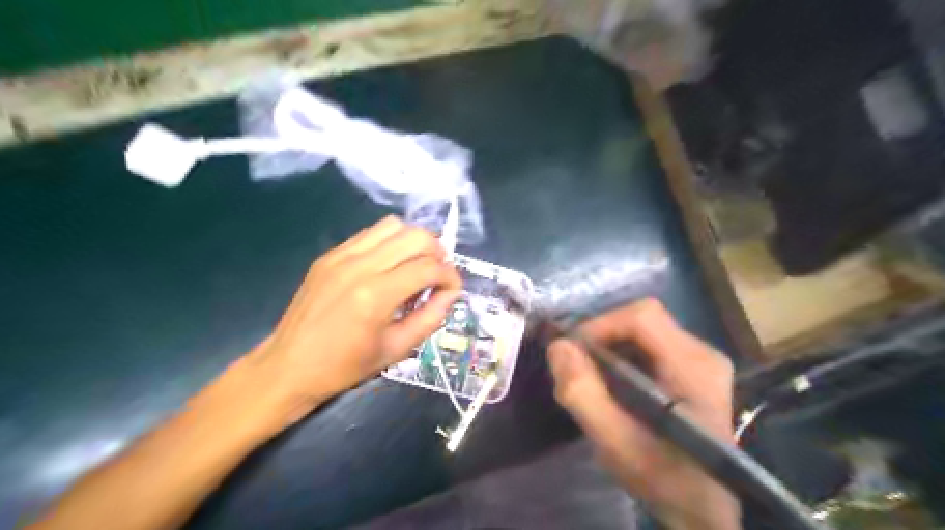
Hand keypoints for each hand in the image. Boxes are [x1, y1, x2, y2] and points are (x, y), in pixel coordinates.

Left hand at [244, 217, 462, 428]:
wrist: (288, 366)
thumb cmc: (345, 366)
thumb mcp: (397, 350)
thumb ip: (431, 317)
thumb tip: (451, 293)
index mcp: (375, 296)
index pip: (428, 268)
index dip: (450, 276)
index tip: (453, 289)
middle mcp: (359, 266)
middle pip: (415, 236)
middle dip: (437, 252)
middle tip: (438, 274)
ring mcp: (341, 255)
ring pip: (393, 226)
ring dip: (414, 241)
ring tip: (417, 264)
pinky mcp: (329, 254)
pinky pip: (370, 234)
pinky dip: (390, 243)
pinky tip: (390, 264)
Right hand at [551, 300, 741, 527]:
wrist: (703, 506)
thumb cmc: (663, 477)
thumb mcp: (614, 442)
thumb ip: (582, 393)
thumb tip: (558, 346)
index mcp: (692, 366)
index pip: (642, 317)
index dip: (601, 325)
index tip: (574, 352)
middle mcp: (701, 352)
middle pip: (640, 320)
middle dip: (601, 338)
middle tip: (578, 367)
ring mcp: (700, 359)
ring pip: (642, 331)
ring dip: (609, 347)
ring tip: (593, 379)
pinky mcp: (692, 368)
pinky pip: (648, 345)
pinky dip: (622, 356)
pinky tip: (613, 385)